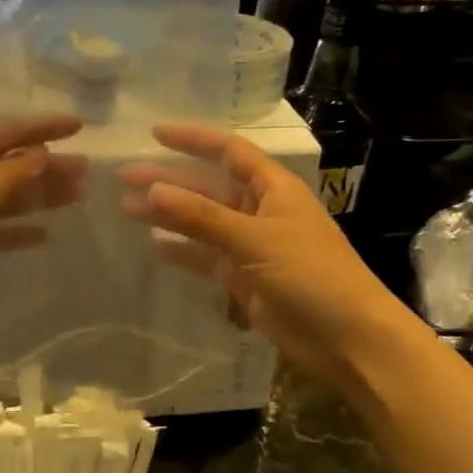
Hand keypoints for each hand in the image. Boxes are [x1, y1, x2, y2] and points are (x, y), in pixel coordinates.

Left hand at [0, 116, 85, 362]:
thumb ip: (13, 174)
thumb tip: (45, 153)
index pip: (1, 132)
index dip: (41, 128)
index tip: (79, 125)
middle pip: (5, 165)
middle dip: (44, 166)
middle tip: (86, 170)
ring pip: (2, 199)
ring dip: (37, 197)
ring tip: (77, 195)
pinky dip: (16, 231)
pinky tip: (44, 235)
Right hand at [119, 124, 407, 386]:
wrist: (348, 338)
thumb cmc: (311, 274)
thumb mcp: (255, 239)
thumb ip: (202, 217)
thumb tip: (153, 190)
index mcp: (273, 188)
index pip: (229, 151)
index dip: (193, 140)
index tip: (154, 134)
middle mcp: (260, 210)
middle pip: (208, 187)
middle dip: (169, 181)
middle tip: (124, 178)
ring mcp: (251, 246)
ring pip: (202, 223)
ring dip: (169, 216)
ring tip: (127, 210)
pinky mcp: (244, 278)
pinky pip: (206, 257)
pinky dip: (183, 252)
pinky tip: (154, 247)